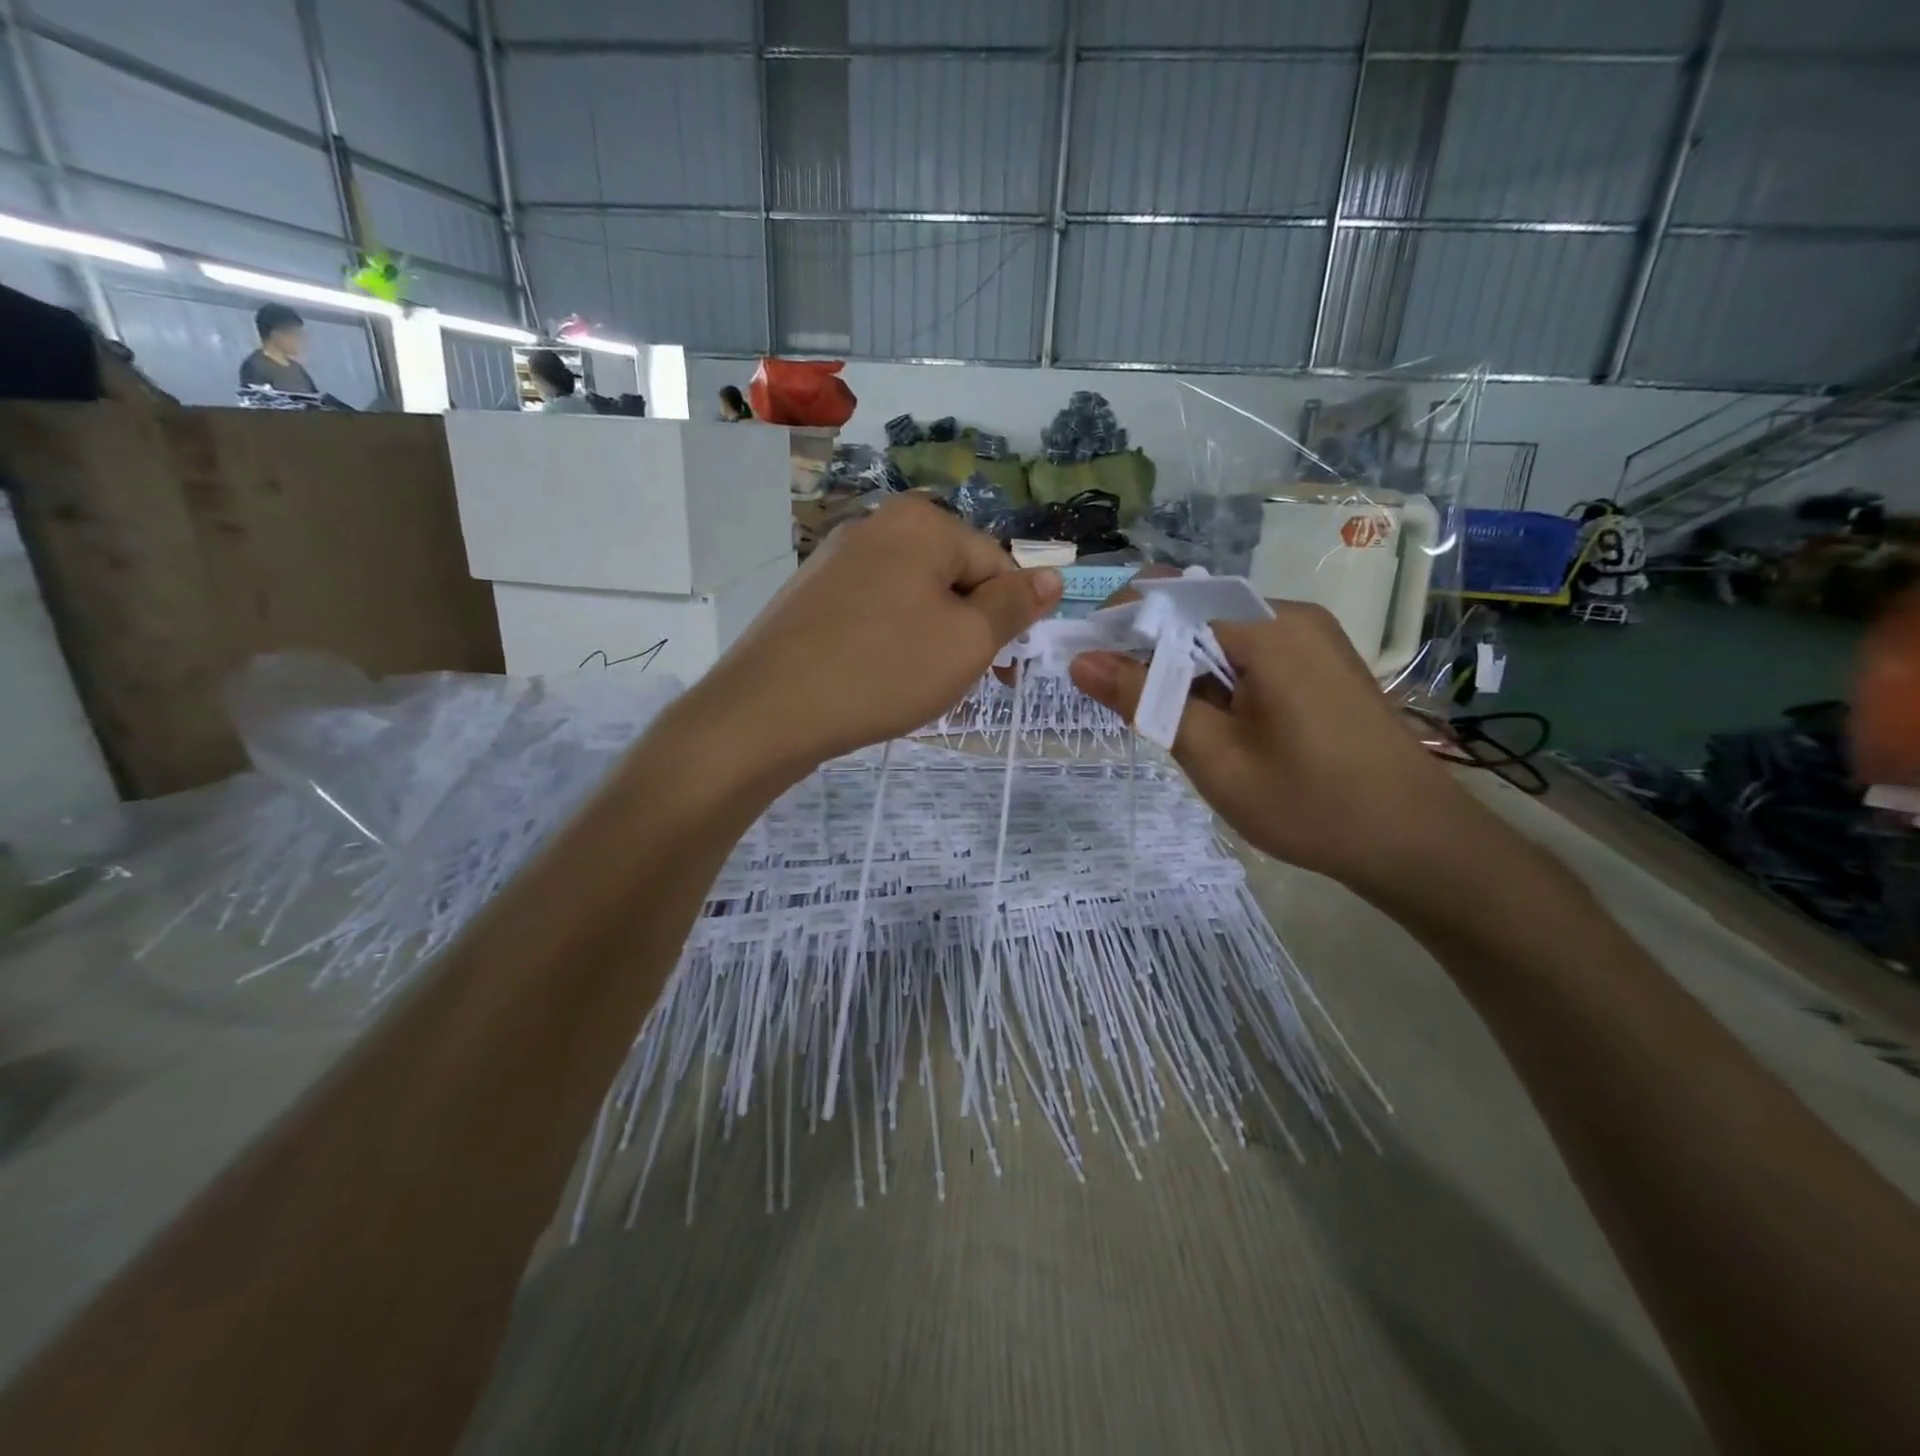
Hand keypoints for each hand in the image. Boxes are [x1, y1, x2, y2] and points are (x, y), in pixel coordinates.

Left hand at [697, 496, 1062, 776]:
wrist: (768, 711)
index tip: (1002, 671)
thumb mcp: (967, 642)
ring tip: (917, 686)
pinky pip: (874, 613)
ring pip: (913, 599)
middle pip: (952, 577)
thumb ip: (1014, 606)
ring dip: (931, 640)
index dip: (1008, 619)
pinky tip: (878, 680)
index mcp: (921, 523)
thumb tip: (1051, 577)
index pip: (996, 563)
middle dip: (968, 629)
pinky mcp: (810, 596)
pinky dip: (890, 643)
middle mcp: (876, 525)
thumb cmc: (883, 671)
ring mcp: (835, 560)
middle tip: (959, 681)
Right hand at [1069, 602, 1491, 903]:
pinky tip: (1215, 724)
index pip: (1170, 597)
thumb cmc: (1309, 803)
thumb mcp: (1212, 755)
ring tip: (1171, 725)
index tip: (1084, 663)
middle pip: (1194, 612)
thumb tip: (1083, 660)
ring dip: (1183, 670)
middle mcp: (1291, 616)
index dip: (1119, 624)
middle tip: (1123, 707)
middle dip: (1149, 652)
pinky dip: (1217, 679)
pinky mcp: (1322, 664)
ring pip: (1220, 636)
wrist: (1415, 843)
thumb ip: (1145, 699)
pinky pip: (1251, 654)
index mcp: (1266, 628)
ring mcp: (1312, 639)